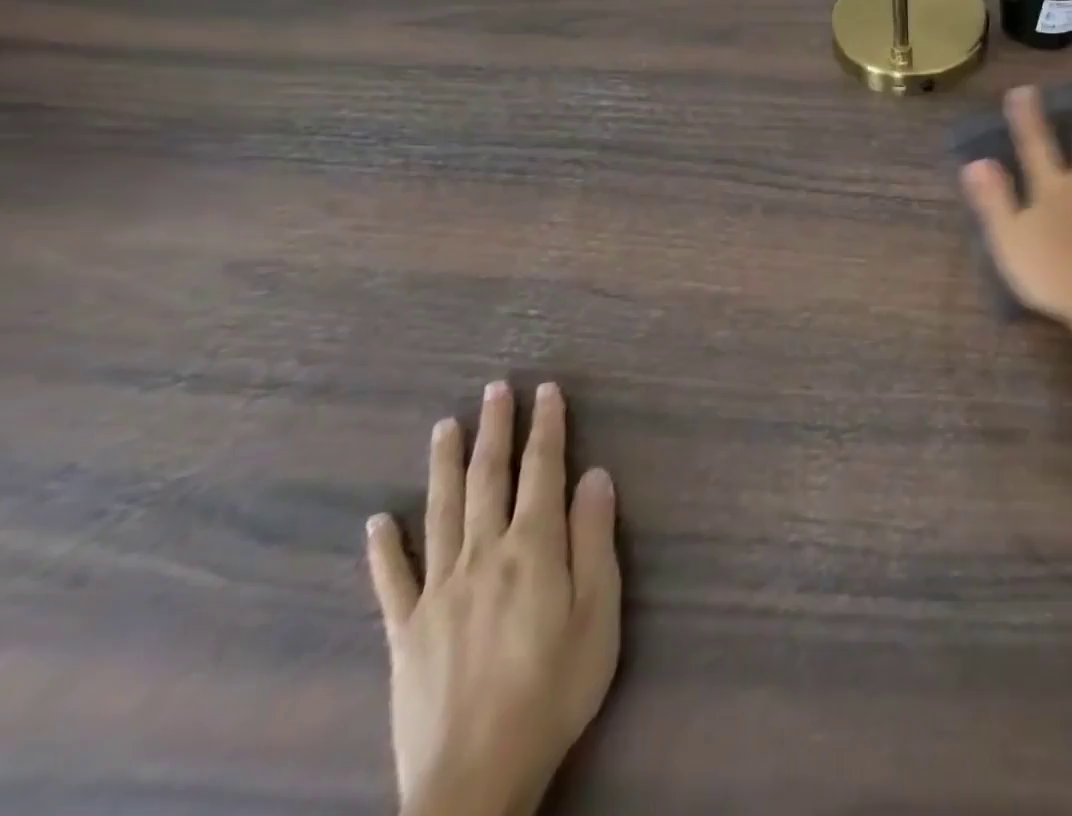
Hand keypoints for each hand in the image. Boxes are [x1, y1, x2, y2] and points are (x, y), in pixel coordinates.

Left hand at [366, 382, 620, 815]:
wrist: (476, 779)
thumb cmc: (555, 687)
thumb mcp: (598, 611)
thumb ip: (594, 539)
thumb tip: (595, 475)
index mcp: (533, 548)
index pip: (543, 471)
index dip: (546, 427)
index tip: (546, 391)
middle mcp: (483, 556)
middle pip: (488, 479)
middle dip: (495, 430)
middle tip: (496, 388)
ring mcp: (438, 592)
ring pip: (440, 514)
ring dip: (444, 465)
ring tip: (445, 426)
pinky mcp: (406, 632)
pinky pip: (392, 581)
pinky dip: (385, 548)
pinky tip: (378, 521)